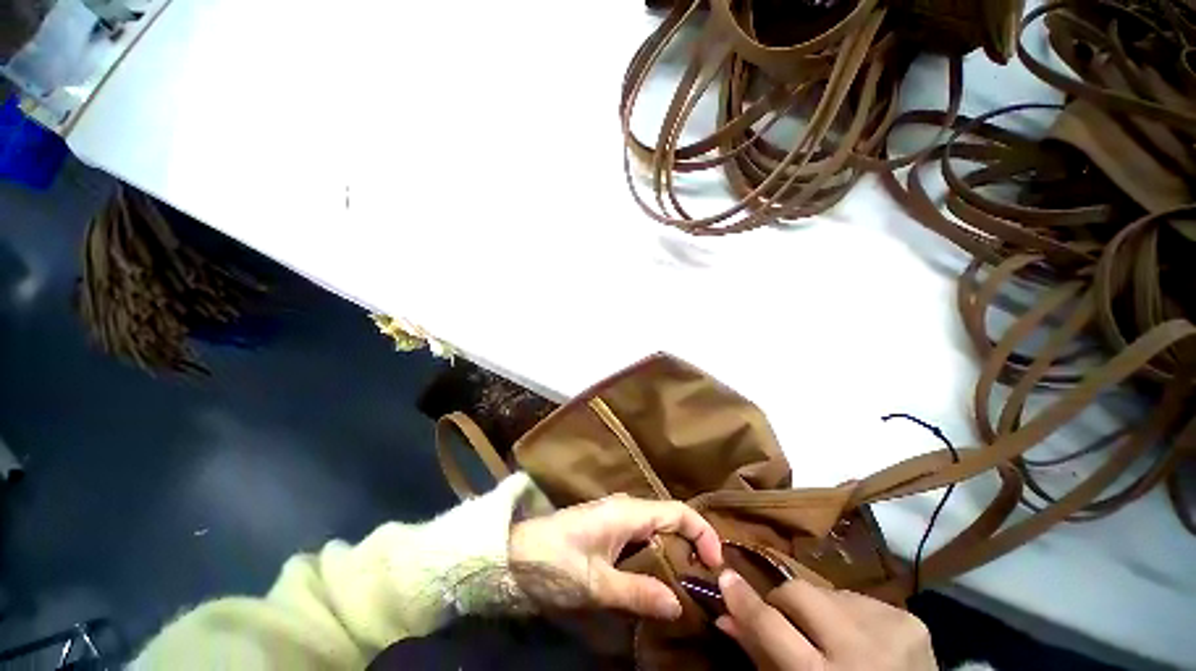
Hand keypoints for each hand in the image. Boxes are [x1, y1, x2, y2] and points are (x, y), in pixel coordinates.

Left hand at [509, 493, 722, 619]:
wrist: (499, 560)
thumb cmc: (549, 565)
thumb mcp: (596, 585)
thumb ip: (640, 594)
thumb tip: (680, 607)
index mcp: (626, 513)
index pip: (681, 514)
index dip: (705, 535)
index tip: (715, 566)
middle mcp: (622, 511)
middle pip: (670, 524)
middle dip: (691, 550)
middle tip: (702, 582)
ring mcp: (608, 524)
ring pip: (653, 536)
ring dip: (671, 558)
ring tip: (683, 587)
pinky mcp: (596, 539)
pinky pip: (636, 546)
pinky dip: (651, 562)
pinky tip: (652, 585)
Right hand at [716, 570, 935, 670]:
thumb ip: (762, 657)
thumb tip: (727, 620)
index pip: (772, 626)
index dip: (744, 600)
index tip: (726, 578)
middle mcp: (857, 645)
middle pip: (804, 594)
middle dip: (782, 598)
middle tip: (777, 615)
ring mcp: (890, 626)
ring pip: (835, 593)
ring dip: (819, 608)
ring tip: (824, 634)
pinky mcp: (912, 617)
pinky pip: (867, 600)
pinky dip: (850, 613)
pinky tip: (855, 636)